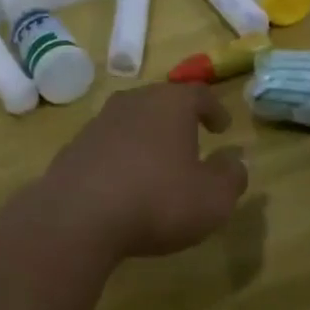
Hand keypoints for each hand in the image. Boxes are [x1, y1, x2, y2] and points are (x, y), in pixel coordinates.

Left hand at [38, 84, 247, 261]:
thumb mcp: (213, 198)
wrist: (78, 215)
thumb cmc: (157, 200)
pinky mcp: (74, 146)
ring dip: (147, 136)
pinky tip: (123, 182)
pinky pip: (107, 144)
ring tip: (157, 162)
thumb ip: (231, 176)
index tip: (222, 127)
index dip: (214, 109)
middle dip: (178, 119)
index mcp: (170, 104)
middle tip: (190, 140)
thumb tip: (235, 160)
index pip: (198, 94)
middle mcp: (133, 102)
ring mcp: (99, 122)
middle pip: (161, 101)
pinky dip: (120, 155)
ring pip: (131, 120)